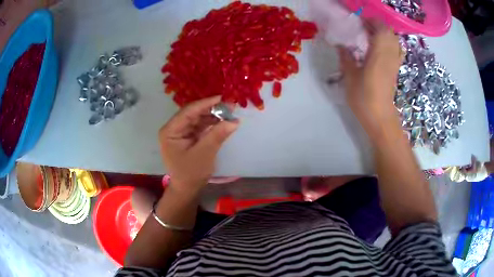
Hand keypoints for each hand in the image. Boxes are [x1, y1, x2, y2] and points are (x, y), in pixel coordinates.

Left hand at [159, 96, 238, 193]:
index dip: (205, 103)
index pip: (188, 111)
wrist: (187, 189)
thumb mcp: (204, 153)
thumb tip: (234, 120)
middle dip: (211, 109)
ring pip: (198, 119)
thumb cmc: (191, 173)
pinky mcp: (188, 137)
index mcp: (170, 131)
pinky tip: (223, 121)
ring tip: (230, 112)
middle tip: (230, 105)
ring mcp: (181, 133)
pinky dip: (212, 124)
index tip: (222, 97)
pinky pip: (201, 126)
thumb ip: (218, 135)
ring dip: (213, 116)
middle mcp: (174, 128)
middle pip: (193, 113)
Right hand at [339, 21, 403, 136]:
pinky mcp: (395, 69)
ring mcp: (395, 63)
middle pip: (389, 32)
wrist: (380, 118)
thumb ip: (346, 58)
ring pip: (394, 40)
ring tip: (371, 36)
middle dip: (377, 26)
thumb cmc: (364, 98)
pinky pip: (397, 50)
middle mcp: (390, 55)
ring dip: (384, 34)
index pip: (380, 28)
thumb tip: (341, 45)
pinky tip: (380, 48)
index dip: (370, 21)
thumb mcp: (350, 77)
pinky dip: (390, 44)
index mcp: (378, 54)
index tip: (358, 22)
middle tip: (363, 28)